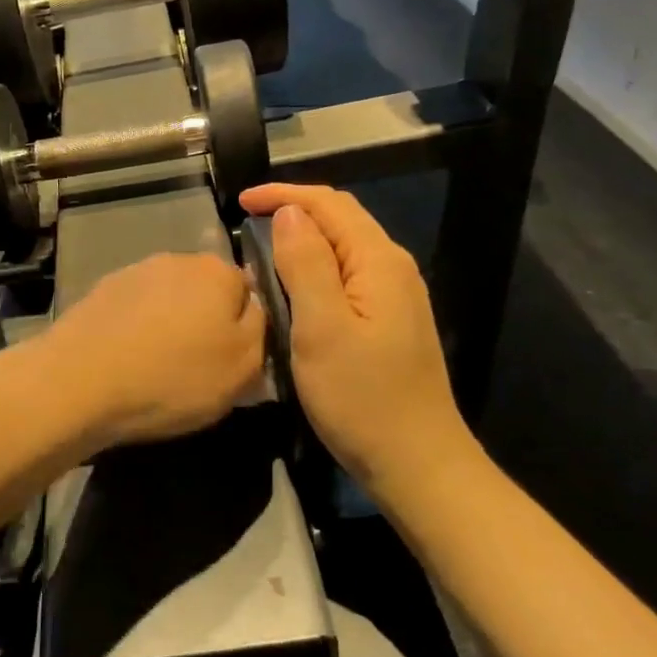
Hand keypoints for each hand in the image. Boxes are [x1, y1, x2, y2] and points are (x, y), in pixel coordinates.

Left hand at [45, 253, 265, 449]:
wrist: (78, 381)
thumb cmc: (173, 377)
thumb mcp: (243, 367)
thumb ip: (261, 329)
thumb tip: (254, 307)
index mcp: (218, 271)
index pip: (249, 290)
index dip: (246, 327)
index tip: (235, 361)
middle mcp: (177, 259)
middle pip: (206, 292)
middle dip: (206, 322)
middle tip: (199, 368)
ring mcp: (134, 272)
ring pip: (168, 300)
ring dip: (170, 325)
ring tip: (158, 368)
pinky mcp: (100, 291)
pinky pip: (134, 311)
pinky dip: (137, 330)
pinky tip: (127, 360)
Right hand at [239, 185, 469, 498]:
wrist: (416, 462)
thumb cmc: (363, 397)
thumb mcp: (323, 329)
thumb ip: (306, 264)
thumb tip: (290, 213)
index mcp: (379, 262)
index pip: (330, 204)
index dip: (284, 194)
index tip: (240, 202)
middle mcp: (393, 268)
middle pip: (342, 219)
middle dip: (294, 209)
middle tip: (247, 221)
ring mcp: (395, 296)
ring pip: (345, 246)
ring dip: (304, 237)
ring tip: (262, 247)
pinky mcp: (389, 320)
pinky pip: (348, 273)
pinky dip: (316, 264)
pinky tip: (294, 284)